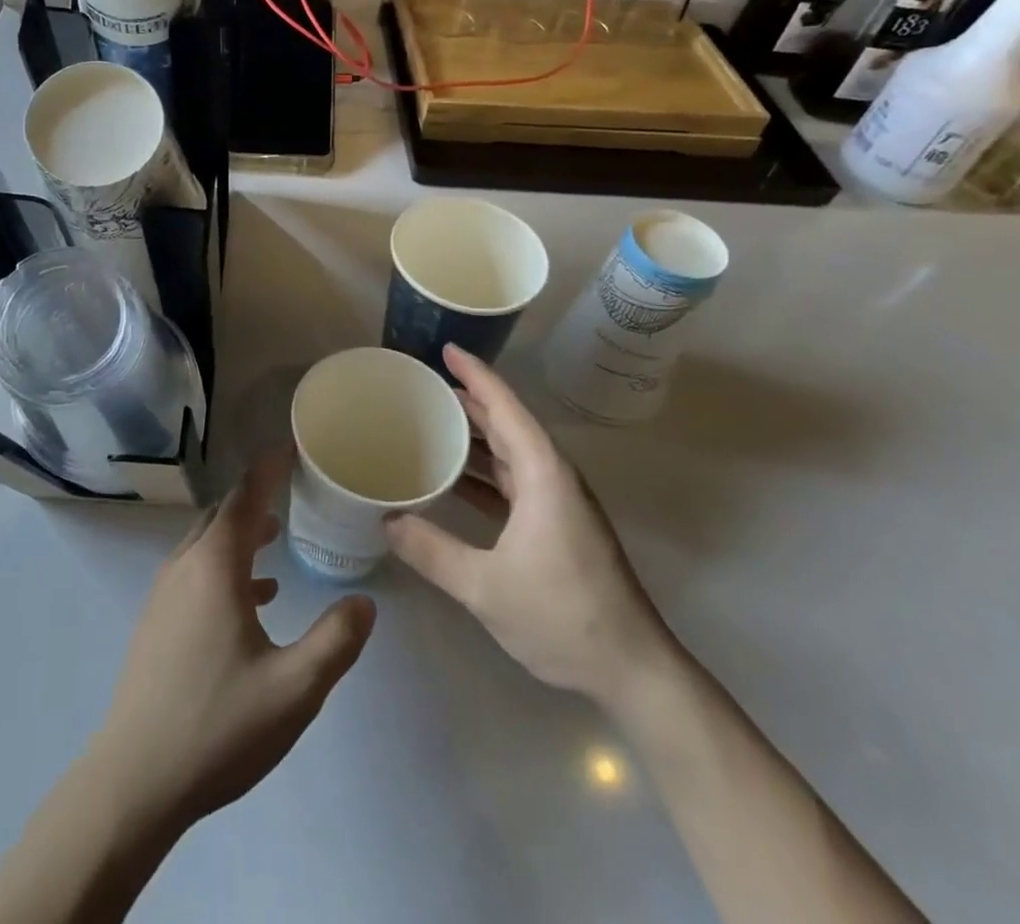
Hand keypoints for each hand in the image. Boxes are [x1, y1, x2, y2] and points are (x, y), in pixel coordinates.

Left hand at [88, 447, 376, 832]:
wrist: (134, 782)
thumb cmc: (217, 726)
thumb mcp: (294, 690)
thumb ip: (335, 641)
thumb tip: (364, 603)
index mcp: (215, 566)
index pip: (245, 497)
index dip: (270, 468)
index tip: (292, 446)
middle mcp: (185, 566)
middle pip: (222, 514)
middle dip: (257, 498)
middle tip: (292, 491)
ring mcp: (164, 594)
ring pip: (206, 543)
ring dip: (240, 533)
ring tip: (275, 539)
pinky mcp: (156, 622)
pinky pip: (195, 571)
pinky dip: (225, 566)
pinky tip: (252, 598)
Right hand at [385, 345, 673, 708]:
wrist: (633, 669)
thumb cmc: (562, 616)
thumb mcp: (485, 586)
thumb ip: (432, 551)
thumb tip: (386, 520)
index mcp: (543, 474)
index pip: (505, 408)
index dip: (476, 375)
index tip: (447, 349)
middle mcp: (553, 477)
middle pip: (508, 423)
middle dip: (470, 399)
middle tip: (426, 385)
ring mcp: (559, 502)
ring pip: (512, 452)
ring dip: (477, 435)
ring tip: (434, 422)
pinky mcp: (559, 525)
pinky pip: (515, 480)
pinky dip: (485, 471)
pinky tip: (456, 480)